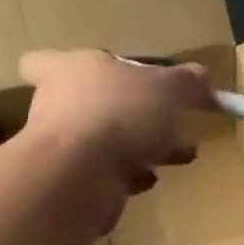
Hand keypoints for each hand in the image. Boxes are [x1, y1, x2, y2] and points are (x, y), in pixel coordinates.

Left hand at [18, 50, 212, 203]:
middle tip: (162, 122)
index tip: (90, 79)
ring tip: (174, 155)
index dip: (59, 67)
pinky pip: (102, 174)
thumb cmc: (119, 114)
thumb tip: (202, 76)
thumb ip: (187, 82)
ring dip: (135, 148)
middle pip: (86, 104)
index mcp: (69, 69)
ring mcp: (59, 147)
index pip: (41, 62)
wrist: (81, 177)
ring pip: (100, 141)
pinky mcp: (68, 182)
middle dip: (126, 114)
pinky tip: (149, 180)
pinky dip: (127, 176)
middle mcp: (55, 104)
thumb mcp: (168, 89)